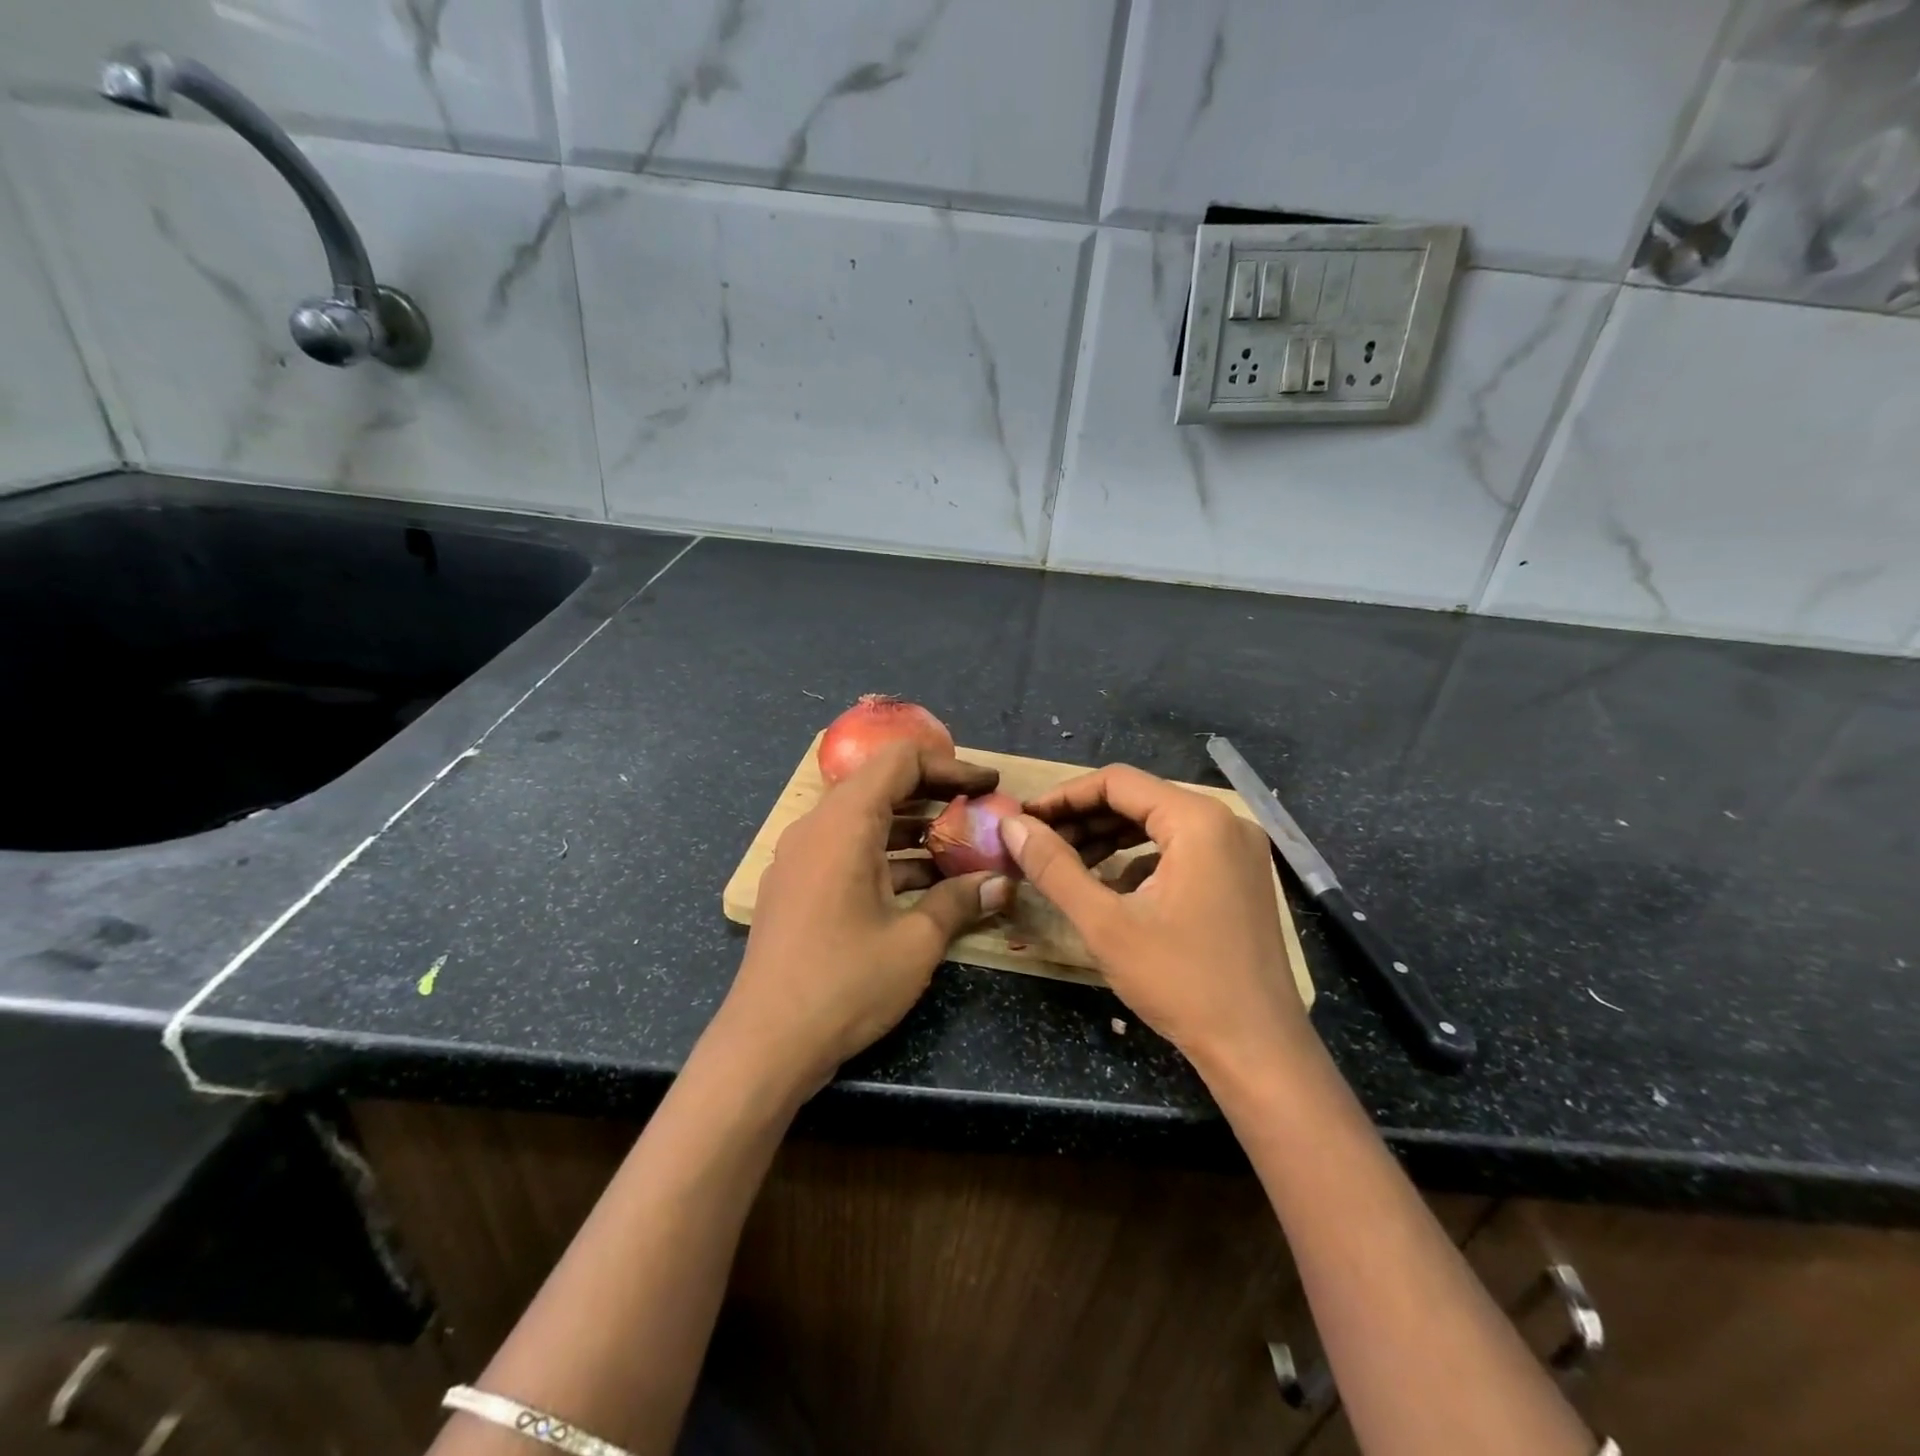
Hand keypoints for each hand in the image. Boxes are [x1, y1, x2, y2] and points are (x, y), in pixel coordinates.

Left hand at [714, 741, 1014, 1093]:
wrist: (765, 1044)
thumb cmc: (845, 983)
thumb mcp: (915, 942)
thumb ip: (960, 901)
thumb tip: (1002, 884)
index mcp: (845, 823)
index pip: (900, 761)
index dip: (949, 766)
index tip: (987, 788)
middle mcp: (817, 828)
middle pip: (881, 786)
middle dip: (935, 797)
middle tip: (979, 816)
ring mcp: (801, 858)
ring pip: (865, 821)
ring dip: (913, 830)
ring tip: (960, 851)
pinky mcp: (796, 887)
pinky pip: (847, 851)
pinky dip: (886, 857)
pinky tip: (923, 886)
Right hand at [1001, 764, 1306, 1075]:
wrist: (1258, 1050)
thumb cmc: (1181, 982)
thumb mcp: (1105, 923)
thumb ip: (1054, 867)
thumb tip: (1011, 824)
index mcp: (1198, 820)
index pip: (1117, 782)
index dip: (1064, 796)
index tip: (1024, 819)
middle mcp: (1225, 821)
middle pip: (1139, 799)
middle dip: (1084, 819)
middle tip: (1038, 843)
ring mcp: (1239, 850)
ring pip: (1158, 824)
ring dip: (1109, 838)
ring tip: (1064, 861)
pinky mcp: (1240, 877)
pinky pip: (1180, 849)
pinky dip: (1139, 858)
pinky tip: (1111, 886)